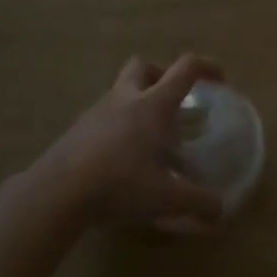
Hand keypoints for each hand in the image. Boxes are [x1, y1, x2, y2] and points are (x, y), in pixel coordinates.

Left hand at [38, 55, 227, 229]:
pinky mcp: (75, 131)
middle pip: (143, 66)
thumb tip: (221, 210)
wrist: (56, 194)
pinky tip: (121, 160)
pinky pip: (102, 118)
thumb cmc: (119, 184)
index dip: (207, 67)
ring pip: (120, 92)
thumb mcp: (167, 198)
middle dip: (161, 75)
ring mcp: (95, 113)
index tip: (220, 81)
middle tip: (173, 102)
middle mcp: (125, 99)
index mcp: (153, 105)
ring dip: (137, 104)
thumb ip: (198, 202)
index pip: (185, 69)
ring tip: (149, 139)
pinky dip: (117, 128)